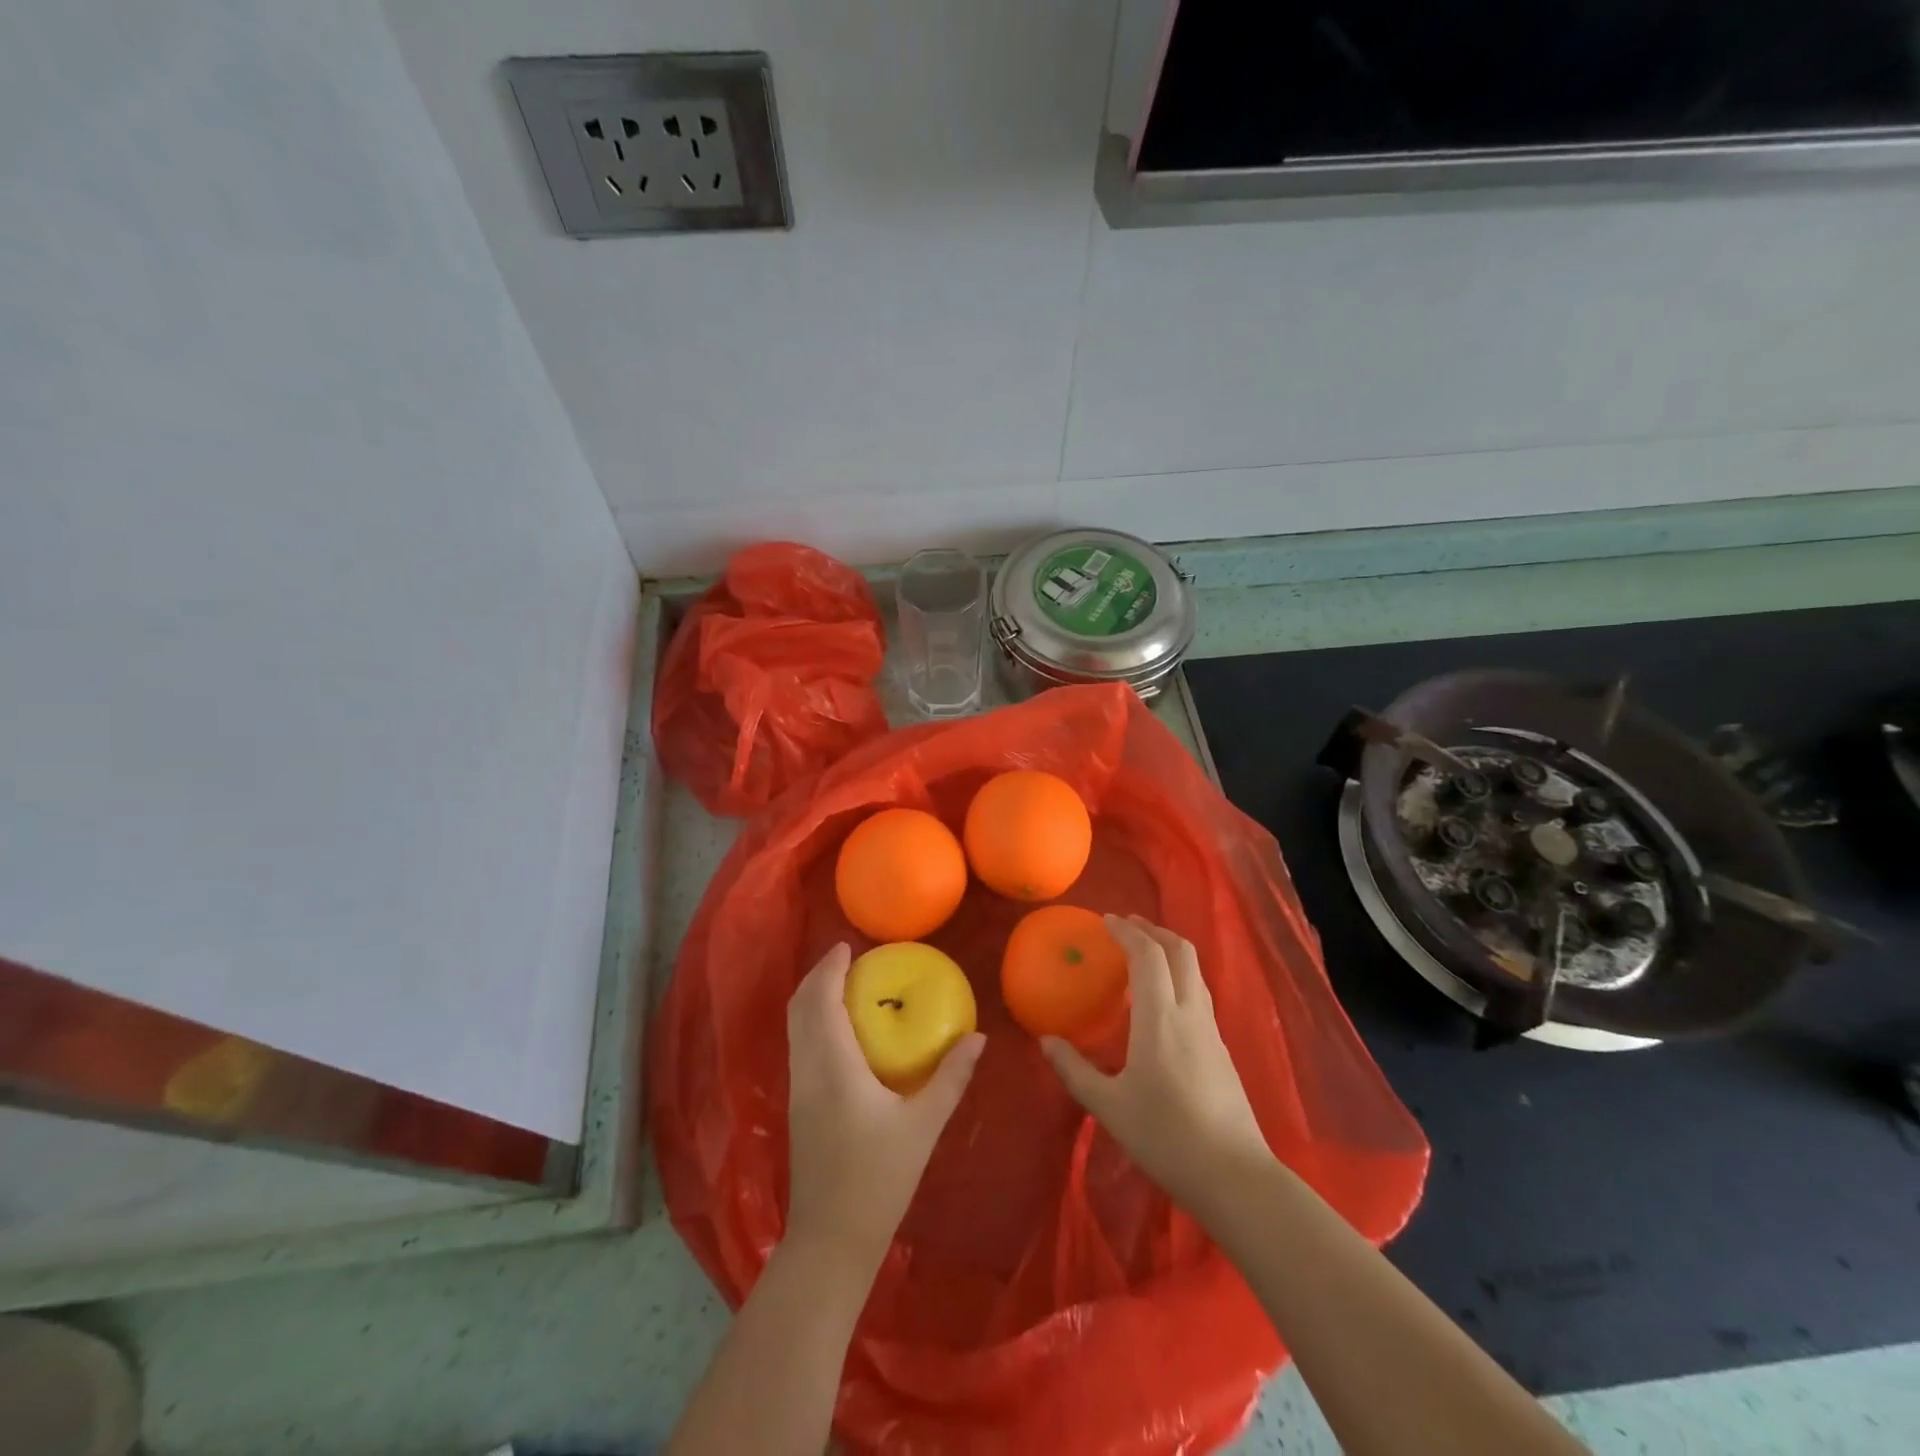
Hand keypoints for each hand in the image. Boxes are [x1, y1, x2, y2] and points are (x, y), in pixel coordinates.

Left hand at [785, 943, 984, 1271]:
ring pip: (795, 1027)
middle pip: (799, 1007)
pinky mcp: (798, 1106)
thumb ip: (951, 1078)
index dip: (829, 968)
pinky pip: (800, 1045)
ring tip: (846, 987)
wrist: (831, 1241)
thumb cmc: (879, 1179)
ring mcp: (798, 1089)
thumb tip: (977, 1038)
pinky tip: (841, 1031)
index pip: (821, 1000)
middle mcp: (808, 1070)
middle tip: (848, 961)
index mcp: (834, 1066)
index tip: (847, 946)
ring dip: (813, 998)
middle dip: (818, 977)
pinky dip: (814, 1022)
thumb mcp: (923, 1126)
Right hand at [1042, 916, 1269, 1210]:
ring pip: (1194, 971)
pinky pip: (1199, 993)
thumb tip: (1046, 1041)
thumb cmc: (1165, 1137)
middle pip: (1180, 951)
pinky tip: (1163, 1000)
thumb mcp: (1108, 1106)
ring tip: (1144, 953)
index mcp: (1160, 1018)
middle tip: (1127, 926)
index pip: (1147, 955)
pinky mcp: (1222, 1049)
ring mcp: (1211, 1030)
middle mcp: (1190, 1013)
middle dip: (1154, 930)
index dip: (1127, 931)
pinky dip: (1179, 976)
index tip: (1105, 921)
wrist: (1234, 1177)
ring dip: (1169, 950)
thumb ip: (1074, 1069)